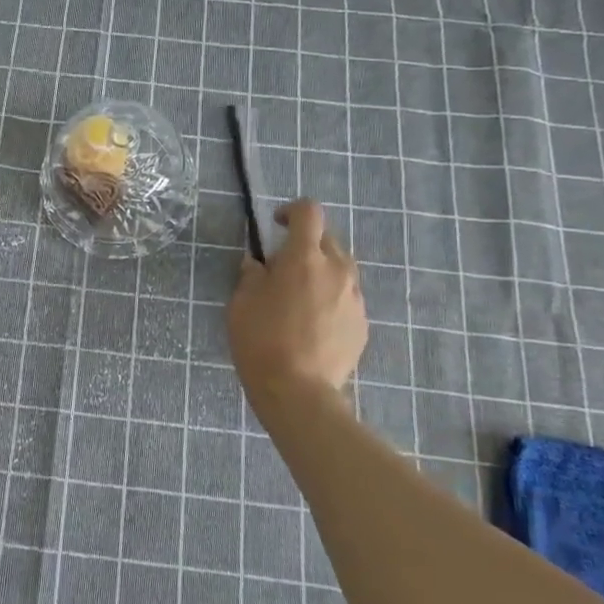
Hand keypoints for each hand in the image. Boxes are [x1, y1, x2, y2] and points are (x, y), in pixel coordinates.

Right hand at [228, 200, 367, 408]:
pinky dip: (330, 302)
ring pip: (339, 271)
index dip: (291, 211)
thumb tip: (258, 265)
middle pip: (327, 240)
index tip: (276, 225)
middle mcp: (337, 270)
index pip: (308, 212)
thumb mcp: (241, 303)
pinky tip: (312, 327)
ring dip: (320, 274)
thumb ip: (251, 275)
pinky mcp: (362, 324)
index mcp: (304, 257)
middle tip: (282, 270)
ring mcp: (355, 298)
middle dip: (305, 246)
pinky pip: (345, 300)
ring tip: (299, 301)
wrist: (298, 392)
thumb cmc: (261, 341)